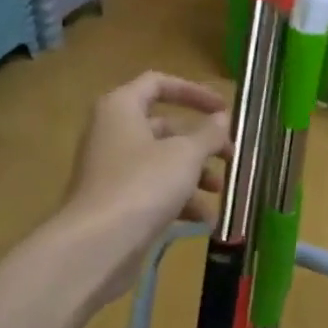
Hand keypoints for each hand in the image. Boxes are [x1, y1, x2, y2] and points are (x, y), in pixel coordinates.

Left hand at [62, 72, 230, 304]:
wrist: (97, 244)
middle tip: (230, 158)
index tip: (224, 109)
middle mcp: (112, 132)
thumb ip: (207, 134)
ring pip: (161, 162)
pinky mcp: (115, 201)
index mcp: (121, 108)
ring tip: (220, 192)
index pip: (158, 83)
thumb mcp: (185, 155)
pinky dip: (177, 199)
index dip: (194, 92)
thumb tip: (221, 119)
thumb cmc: (143, 185)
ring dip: (194, 174)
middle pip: (164, 127)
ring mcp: (111, 169)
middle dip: (200, 143)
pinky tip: (204, 219)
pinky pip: (152, 190)